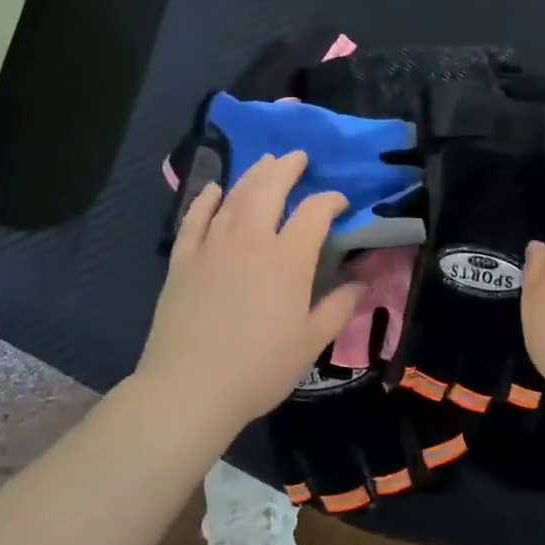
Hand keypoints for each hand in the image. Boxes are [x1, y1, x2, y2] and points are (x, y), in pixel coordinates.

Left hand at [138, 151, 366, 433]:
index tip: (339, 202)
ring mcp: (212, 246)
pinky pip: (195, 218)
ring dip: (252, 175)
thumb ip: (339, 306)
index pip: (314, 213)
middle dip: (286, 168)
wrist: (191, 388)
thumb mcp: (312, 341)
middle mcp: (250, 240)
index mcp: (288, 259)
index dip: (330, 200)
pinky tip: (215, 189)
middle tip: (297, 157)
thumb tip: (361, 281)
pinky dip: (206, 199)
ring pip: (234, 197)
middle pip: (269, 189)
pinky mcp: (182, 260)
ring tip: (265, 162)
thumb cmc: (260, 368)